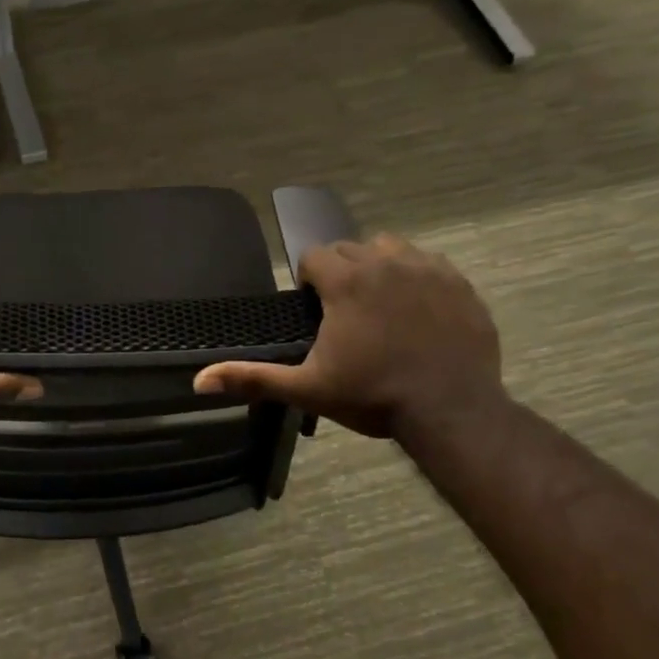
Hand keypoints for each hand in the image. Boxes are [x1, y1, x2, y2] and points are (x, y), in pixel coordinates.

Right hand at [193, 235, 503, 440]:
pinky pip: (429, 263)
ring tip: (378, 304)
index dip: (308, 280)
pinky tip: (416, 311)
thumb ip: (253, 378)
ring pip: (391, 248)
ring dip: (378, 266)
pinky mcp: (459, 283)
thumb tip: (198, 381)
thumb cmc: (373, 396)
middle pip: (351, 248)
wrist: (451, 411)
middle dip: (340, 272)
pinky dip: (416, 277)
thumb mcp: (307, 389)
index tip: (314, 309)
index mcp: (347, 281)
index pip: (315, 256)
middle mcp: (386, 262)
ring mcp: (428, 269)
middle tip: (343, 313)